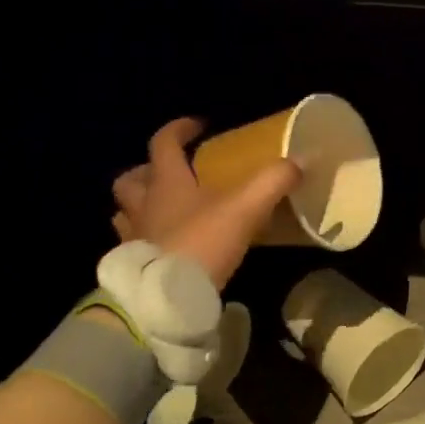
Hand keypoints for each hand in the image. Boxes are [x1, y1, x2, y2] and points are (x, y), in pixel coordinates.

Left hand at [111, 118, 300, 289]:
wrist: (167, 297)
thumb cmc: (202, 243)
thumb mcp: (245, 208)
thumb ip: (272, 182)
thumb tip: (299, 162)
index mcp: (166, 183)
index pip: (164, 143)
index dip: (179, 129)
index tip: (197, 126)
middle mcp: (143, 205)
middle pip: (130, 180)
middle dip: (146, 171)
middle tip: (170, 174)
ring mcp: (134, 237)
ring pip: (124, 212)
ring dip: (139, 206)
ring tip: (162, 211)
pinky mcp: (134, 267)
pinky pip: (133, 245)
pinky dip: (146, 240)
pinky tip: (166, 247)